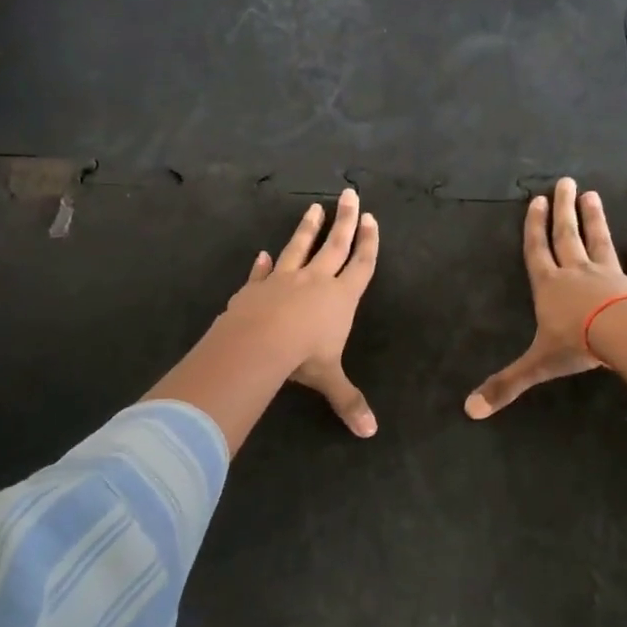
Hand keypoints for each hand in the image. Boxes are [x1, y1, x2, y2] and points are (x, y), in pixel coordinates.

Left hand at [225, 188, 380, 435]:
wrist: (258, 343)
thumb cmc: (303, 356)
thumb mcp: (329, 379)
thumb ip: (349, 401)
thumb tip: (370, 433)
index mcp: (340, 297)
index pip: (361, 264)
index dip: (368, 243)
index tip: (370, 218)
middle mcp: (315, 280)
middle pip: (334, 244)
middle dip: (344, 219)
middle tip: (349, 193)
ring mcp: (283, 279)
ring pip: (298, 247)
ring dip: (307, 227)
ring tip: (313, 206)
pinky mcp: (256, 287)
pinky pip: (261, 272)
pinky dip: (262, 264)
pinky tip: (262, 253)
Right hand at [465, 177, 626, 419]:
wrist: (626, 337)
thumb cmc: (578, 344)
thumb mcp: (537, 365)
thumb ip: (506, 384)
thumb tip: (469, 410)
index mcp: (549, 286)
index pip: (536, 251)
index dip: (533, 227)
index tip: (535, 200)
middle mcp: (577, 273)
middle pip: (567, 236)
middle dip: (563, 210)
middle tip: (565, 183)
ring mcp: (610, 276)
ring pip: (600, 242)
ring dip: (595, 220)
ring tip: (592, 195)